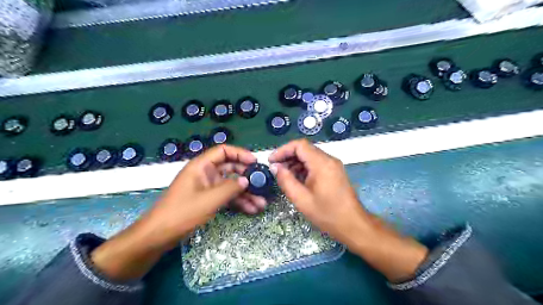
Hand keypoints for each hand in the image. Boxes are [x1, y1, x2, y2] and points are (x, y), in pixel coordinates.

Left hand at [147, 143, 265, 245]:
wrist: (158, 236)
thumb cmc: (181, 213)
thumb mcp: (209, 200)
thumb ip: (230, 188)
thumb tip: (247, 180)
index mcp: (201, 166)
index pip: (223, 151)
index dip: (240, 154)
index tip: (255, 162)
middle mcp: (205, 173)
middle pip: (231, 168)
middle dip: (247, 177)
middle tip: (262, 185)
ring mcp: (207, 187)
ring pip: (231, 185)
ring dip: (246, 193)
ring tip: (261, 203)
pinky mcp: (208, 200)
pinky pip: (227, 197)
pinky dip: (238, 202)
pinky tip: (251, 210)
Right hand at [270, 139, 426, 282]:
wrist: (353, 224)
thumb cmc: (327, 214)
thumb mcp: (301, 199)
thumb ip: (286, 180)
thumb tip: (275, 167)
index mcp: (321, 163)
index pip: (299, 145)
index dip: (283, 150)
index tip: (271, 160)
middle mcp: (329, 159)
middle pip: (304, 149)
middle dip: (287, 156)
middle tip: (275, 169)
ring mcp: (333, 165)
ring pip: (310, 156)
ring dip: (295, 162)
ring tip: (284, 175)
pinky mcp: (334, 171)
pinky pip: (316, 163)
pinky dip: (304, 168)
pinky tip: (296, 179)